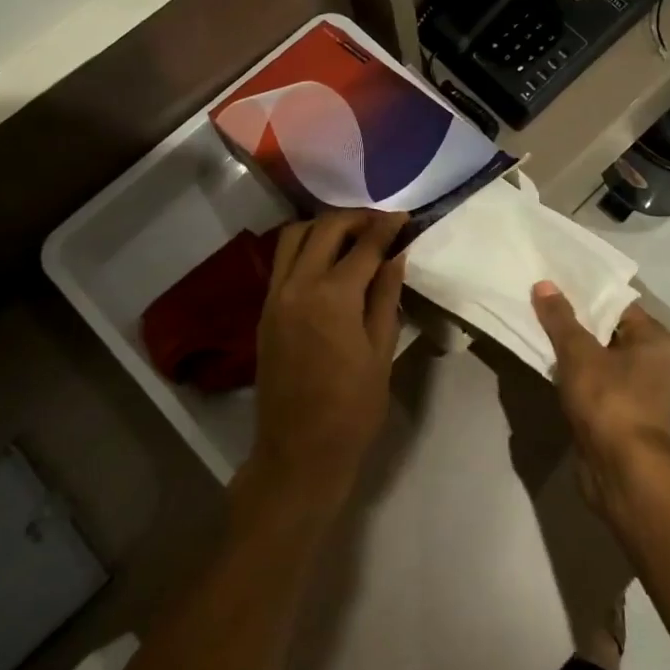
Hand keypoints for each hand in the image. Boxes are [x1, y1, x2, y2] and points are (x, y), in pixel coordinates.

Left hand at [250, 210, 407, 507]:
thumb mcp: (381, 351)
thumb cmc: (352, 408)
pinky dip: (305, 246)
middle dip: (356, 218)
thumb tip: (396, 255)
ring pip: (294, 236)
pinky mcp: (265, 310)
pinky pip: (282, 260)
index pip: (364, 245)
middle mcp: (298, 285)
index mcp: (333, 297)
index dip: (387, 227)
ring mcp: (275, 296)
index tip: (405, 217)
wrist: (299, 452)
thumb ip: (386, 295)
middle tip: (382, 223)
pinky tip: (328, 259)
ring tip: (353, 236)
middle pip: (325, 229)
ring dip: (324, 227)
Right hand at [530, 283, 669, 518]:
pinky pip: (594, 383)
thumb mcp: (580, 353)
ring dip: (572, 350)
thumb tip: (544, 284)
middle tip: (538, 303)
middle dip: (574, 320)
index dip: (585, 292)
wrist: (623, 471)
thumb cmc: (610, 401)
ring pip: (598, 358)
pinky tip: (547, 367)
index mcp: (654, 338)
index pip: (617, 303)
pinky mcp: (620, 413)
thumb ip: (561, 318)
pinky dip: (574, 375)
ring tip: (536, 330)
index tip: (553, 282)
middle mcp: (652, 360)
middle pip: (607, 329)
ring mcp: (637, 390)